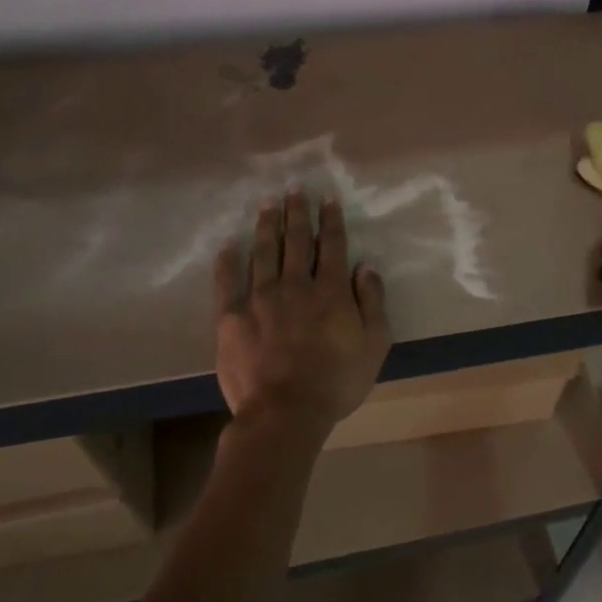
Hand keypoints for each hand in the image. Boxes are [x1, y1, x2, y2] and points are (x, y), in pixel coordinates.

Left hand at [213, 190, 390, 445]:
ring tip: (267, 202)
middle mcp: (295, 284)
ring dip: (267, 225)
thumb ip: (371, 301)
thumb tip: (365, 265)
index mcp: (330, 290)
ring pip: (264, 252)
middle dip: (297, 212)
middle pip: (296, 240)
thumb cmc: (336, 381)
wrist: (286, 412)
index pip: (331, 245)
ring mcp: (260, 298)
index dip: (330, 219)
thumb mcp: (374, 344)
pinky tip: (228, 243)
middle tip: (294, 188)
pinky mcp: (231, 316)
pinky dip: (227, 260)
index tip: (327, 198)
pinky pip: (227, 281)